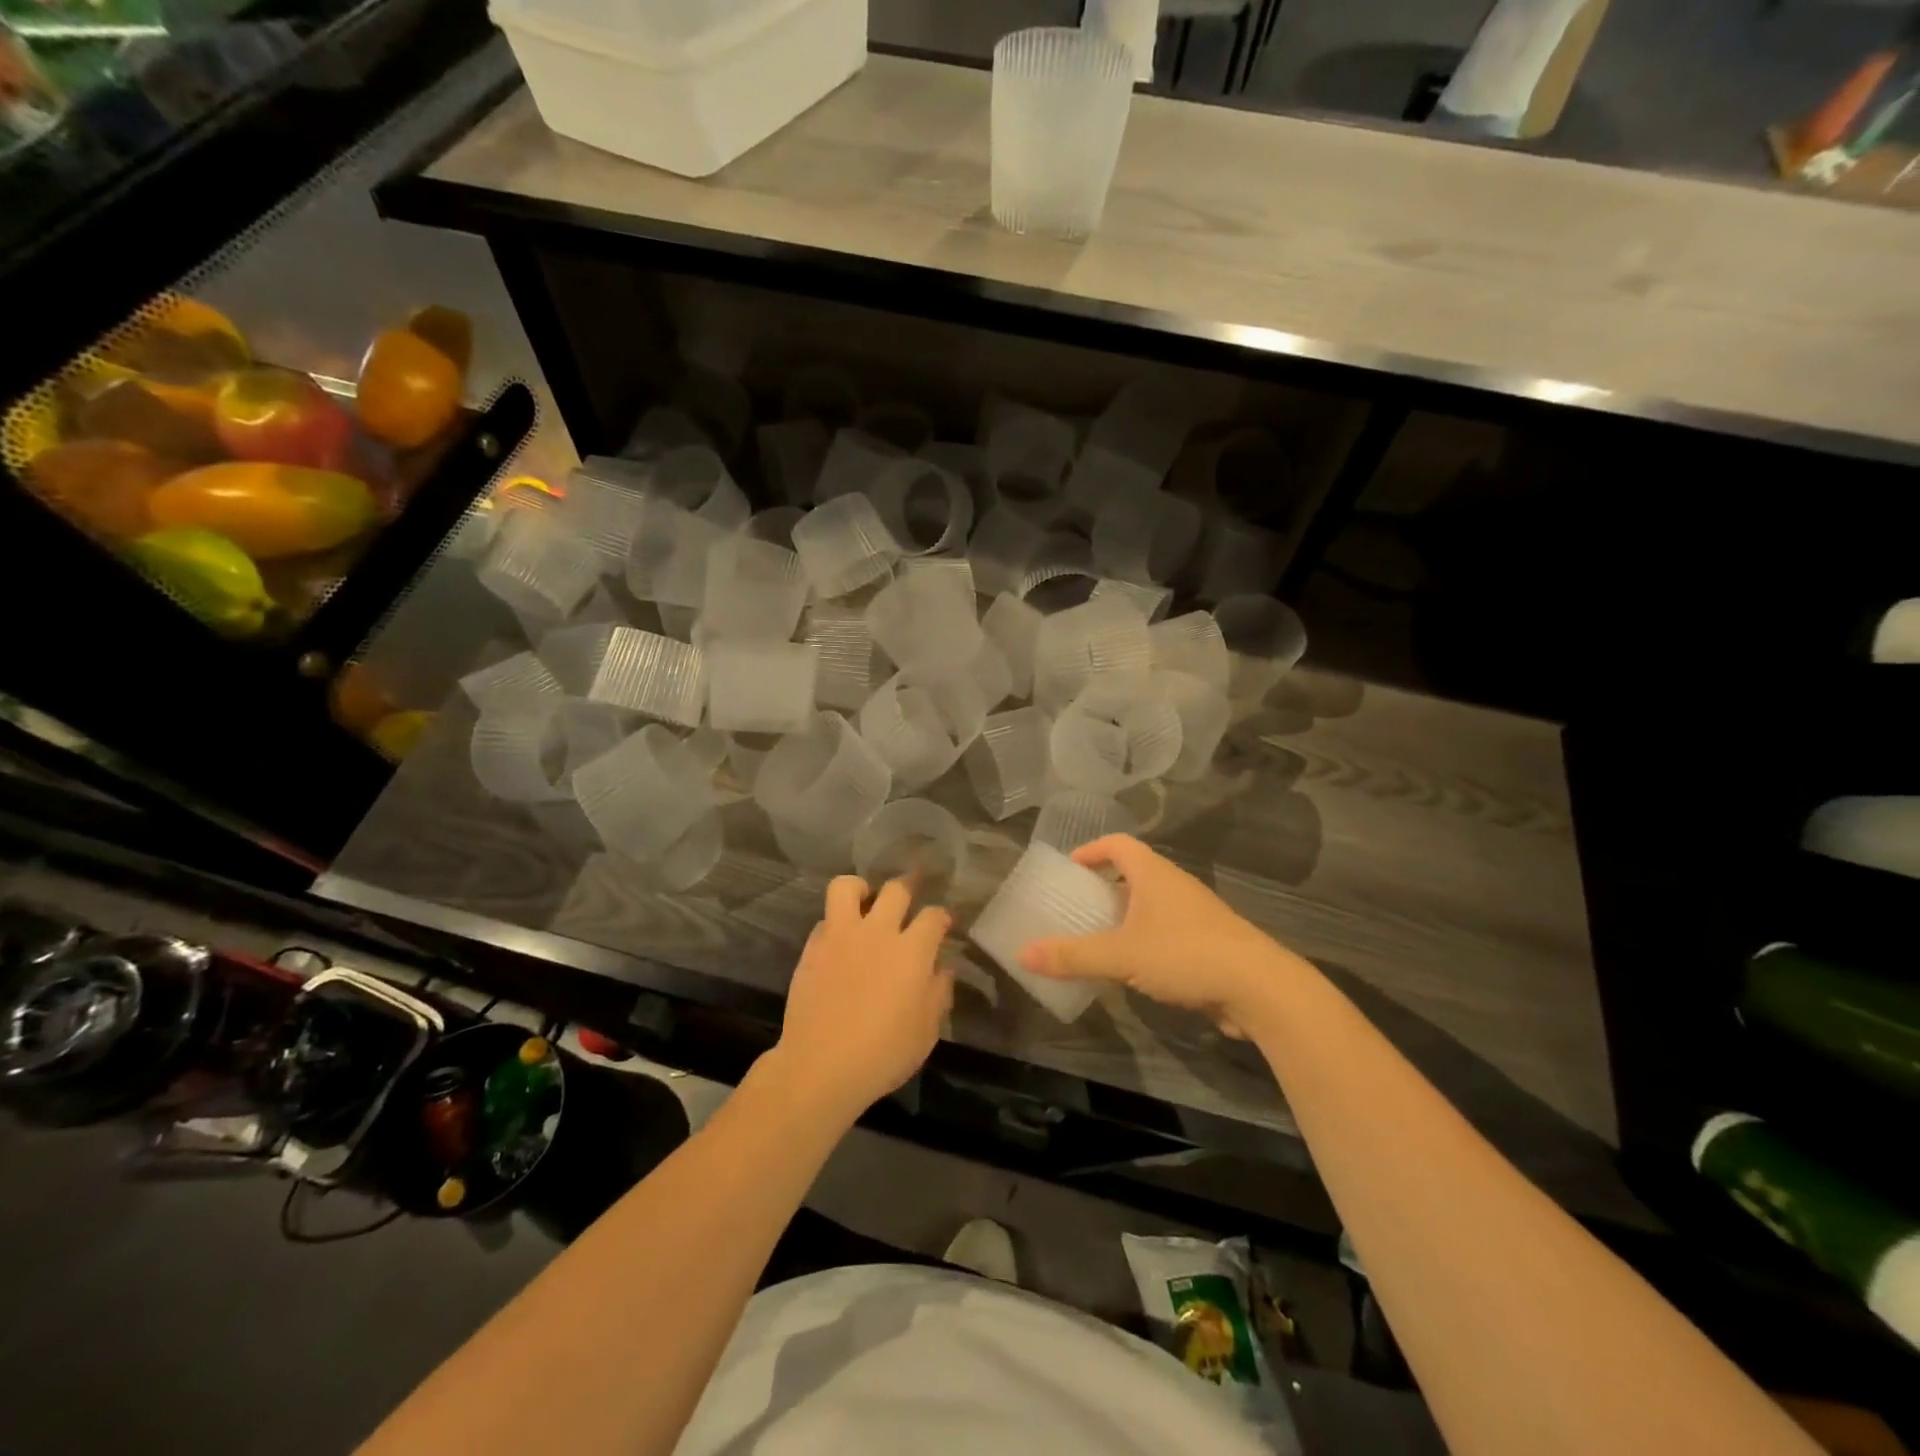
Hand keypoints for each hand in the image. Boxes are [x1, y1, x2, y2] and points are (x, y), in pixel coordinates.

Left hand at [769, 874, 952, 1120]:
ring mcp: (841, 936)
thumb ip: (938, 992)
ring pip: (848, 887)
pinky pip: (825, 919)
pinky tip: (841, 942)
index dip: (942, 916)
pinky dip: (836, 923)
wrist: (821, 1066)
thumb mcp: (926, 1030)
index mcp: (912, 951)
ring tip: (866, 902)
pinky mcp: (812, 948)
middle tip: (909, 900)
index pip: (934, 916)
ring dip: (861, 889)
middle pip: (896, 889)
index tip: (943, 923)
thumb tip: (943, 967)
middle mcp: (878, 932)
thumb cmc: (883, 1054)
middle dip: (908, 888)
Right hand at [1020, 835, 1300, 1034]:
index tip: (1068, 869)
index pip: (1117, 844)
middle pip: (1132, 873)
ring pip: (1150, 905)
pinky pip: (1165, 932)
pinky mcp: (1208, 943)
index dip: (1090, 850)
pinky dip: (1143, 941)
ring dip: (1123, 917)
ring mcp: (1195, 914)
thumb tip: (1022, 953)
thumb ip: (1072, 955)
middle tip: (1075, 908)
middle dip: (1102, 888)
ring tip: (1096, 939)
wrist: (1260, 989)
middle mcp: (1174, 885)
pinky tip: (1131, 969)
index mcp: (1153, 873)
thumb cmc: (1186, 954)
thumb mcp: (1121, 955)